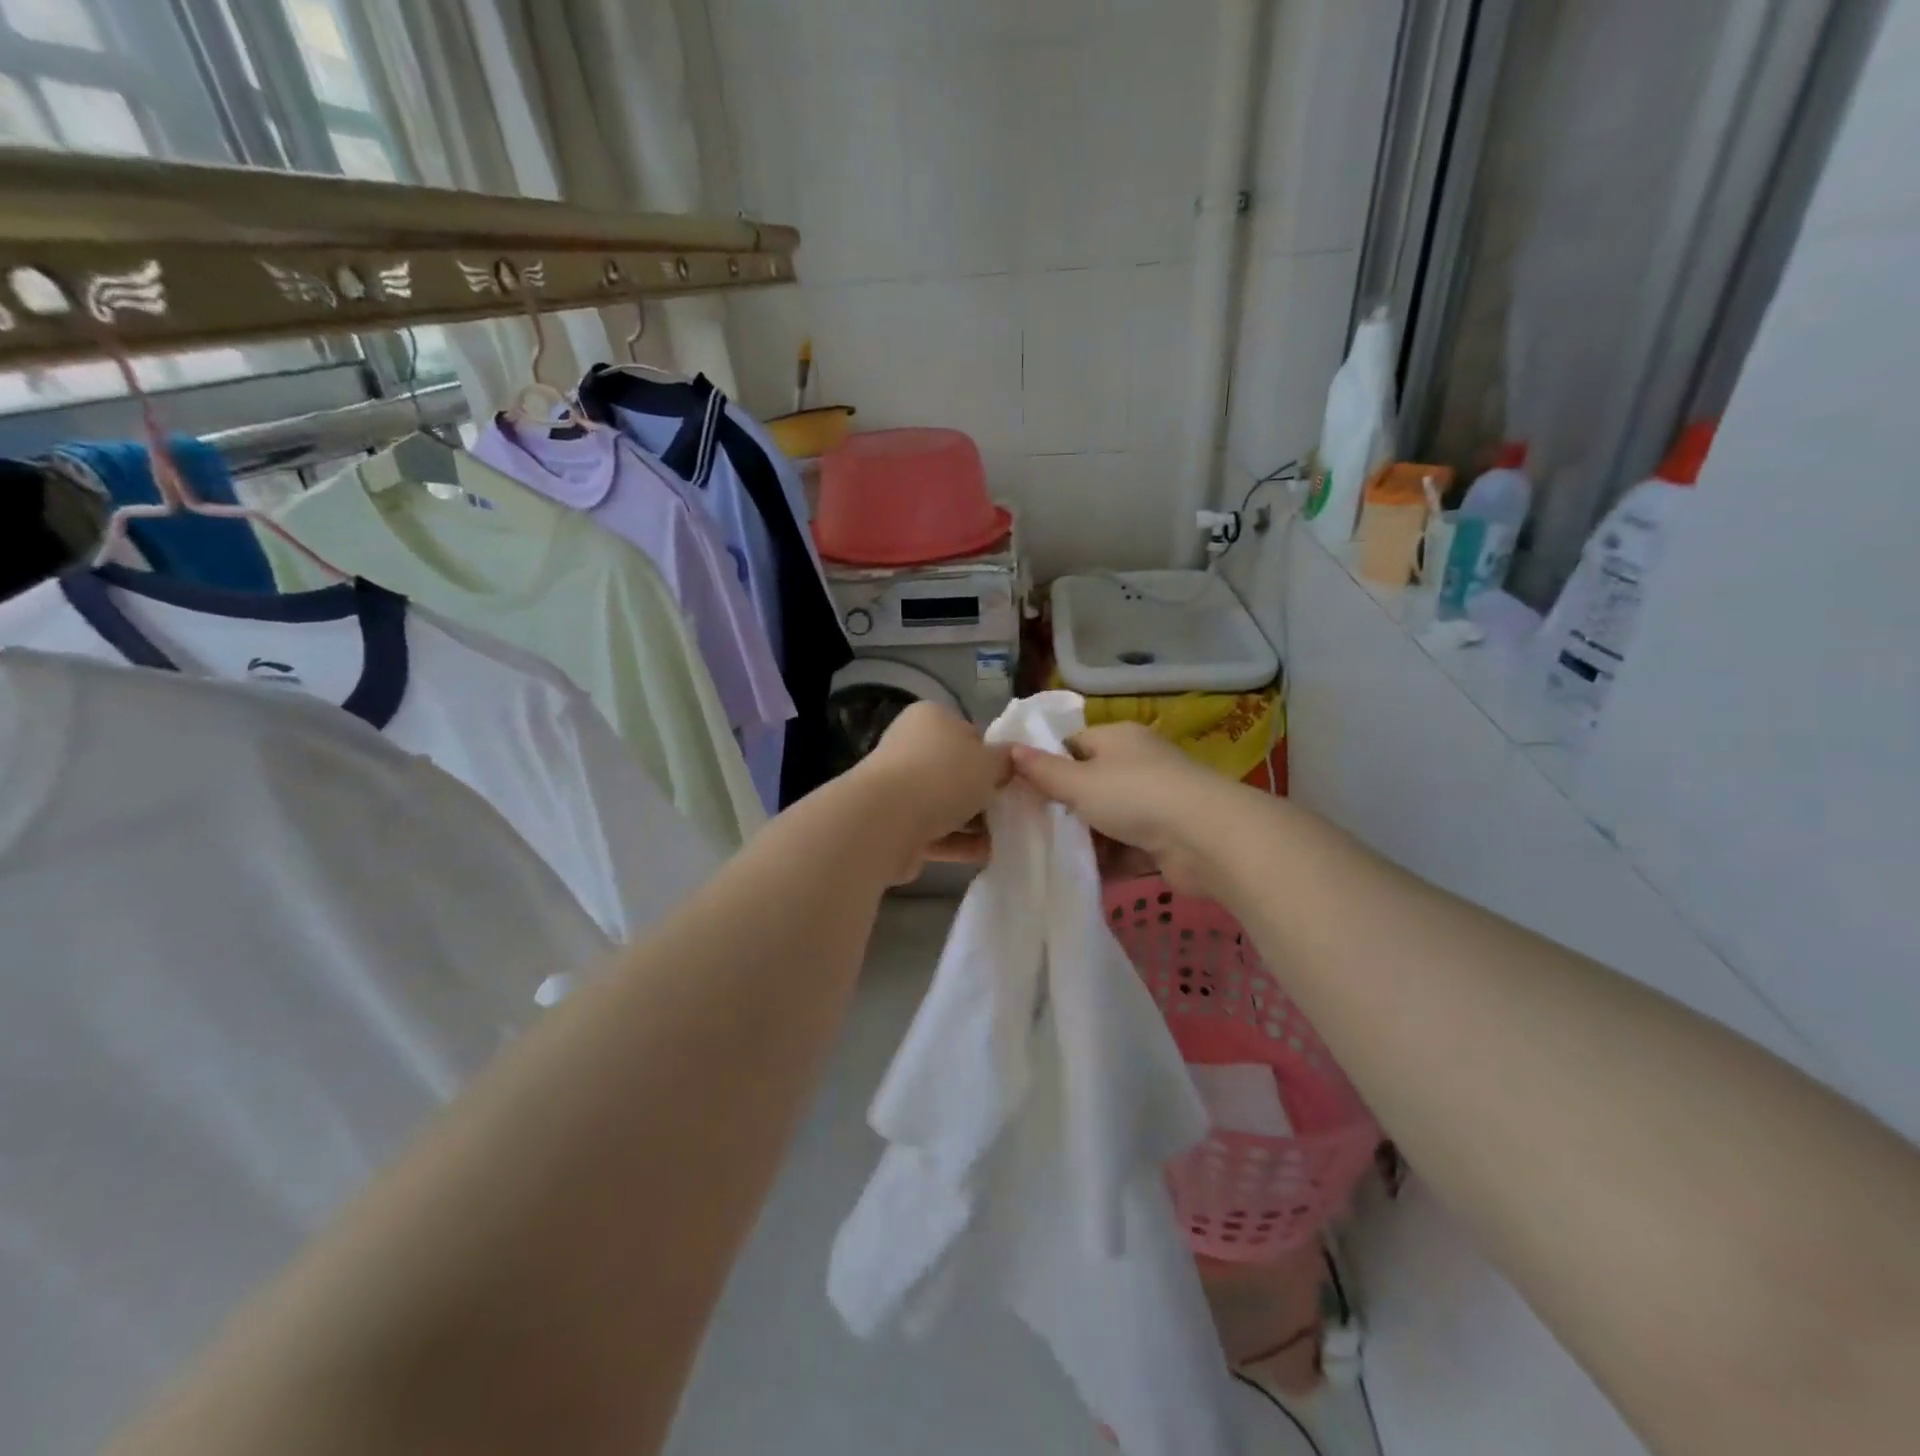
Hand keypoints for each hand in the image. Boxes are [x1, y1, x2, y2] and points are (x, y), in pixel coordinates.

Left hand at [853, 702, 1010, 881]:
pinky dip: (960, 842)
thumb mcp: (990, 761)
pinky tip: (989, 855)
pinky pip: (936, 832)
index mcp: (931, 718)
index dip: (995, 757)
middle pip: (958, 772)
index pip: (971, 734)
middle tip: (1015, 811)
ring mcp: (900, 787)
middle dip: (985, 794)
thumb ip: (1007, 760)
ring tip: (1008, 838)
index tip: (1014, 779)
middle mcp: (911, 747)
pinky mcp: (896, 824)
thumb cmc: (944, 776)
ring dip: (975, 823)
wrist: (886, 822)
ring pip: (947, 804)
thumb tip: (1012, 760)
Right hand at [1010, 722, 1234, 896]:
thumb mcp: (1078, 781)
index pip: (1073, 744)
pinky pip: (1129, 848)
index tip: (1022, 790)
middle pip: (1091, 784)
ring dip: (1088, 839)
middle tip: (1033, 828)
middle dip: (1066, 808)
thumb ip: (1042, 770)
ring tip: (1052, 857)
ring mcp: (1157, 802)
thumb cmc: (1134, 795)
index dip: (1048, 765)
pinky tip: (1084, 876)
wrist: (1205, 838)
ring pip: (1109, 819)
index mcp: (1118, 738)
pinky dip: (1111, 860)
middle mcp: (1139, 764)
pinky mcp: (1167, 838)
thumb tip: (1009, 749)